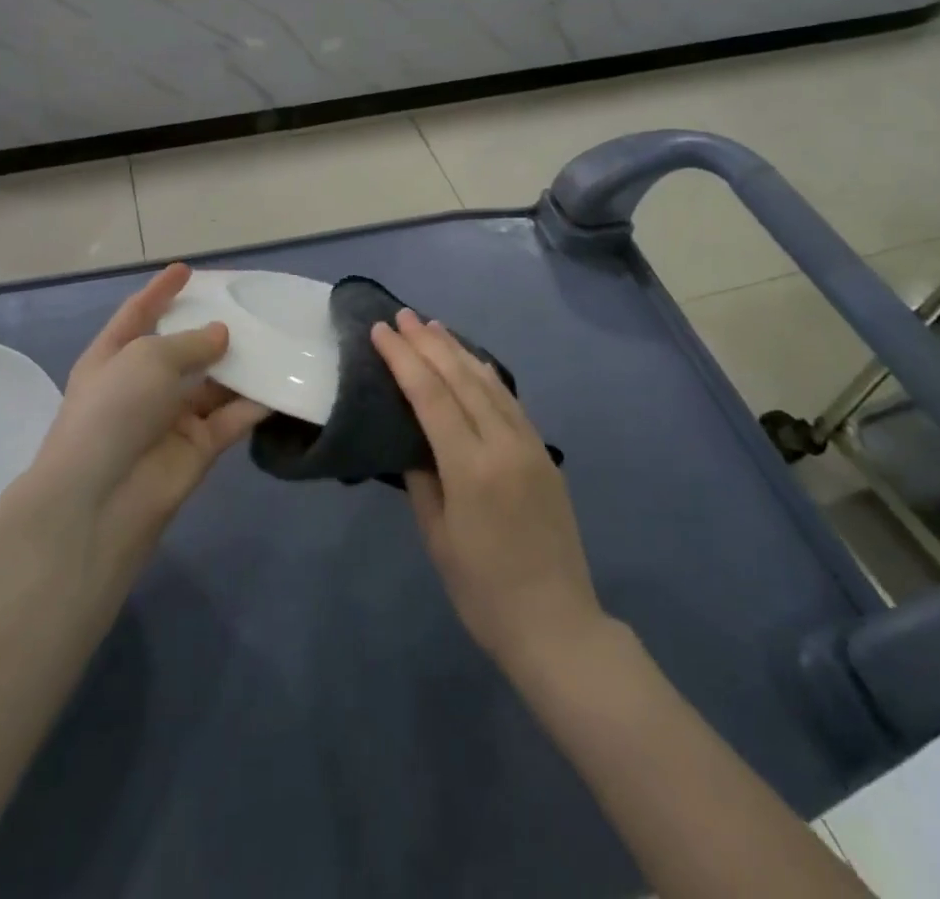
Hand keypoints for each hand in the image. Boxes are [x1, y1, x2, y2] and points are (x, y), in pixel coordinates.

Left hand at [29, 265, 266, 570]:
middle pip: (182, 348)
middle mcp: (143, 384)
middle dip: (211, 328)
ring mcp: (172, 416)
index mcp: (114, 356)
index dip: (160, 291)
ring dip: (240, 364)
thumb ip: (191, 342)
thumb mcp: (148, 359)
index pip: (138, 314)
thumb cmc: (114, 410)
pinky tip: (284, 381)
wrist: (101, 500)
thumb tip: (221, 335)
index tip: (187, 269)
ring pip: (214, 382)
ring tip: (276, 337)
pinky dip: (256, 401)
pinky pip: (233, 416)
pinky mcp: (200, 446)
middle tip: (249, 306)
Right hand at [371, 310, 605, 672]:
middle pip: (461, 378)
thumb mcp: (438, 537)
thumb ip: (421, 479)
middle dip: (428, 343)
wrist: (557, 624)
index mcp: (471, 466)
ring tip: (433, 327)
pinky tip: (474, 362)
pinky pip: (511, 400)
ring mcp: (530, 445)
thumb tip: (411, 440)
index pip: (430, 395)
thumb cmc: (483, 590)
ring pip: (489, 382)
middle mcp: (504, 444)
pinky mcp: (545, 453)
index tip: (382, 331)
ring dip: (458, 350)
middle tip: (403, 315)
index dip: (403, 359)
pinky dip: (487, 374)